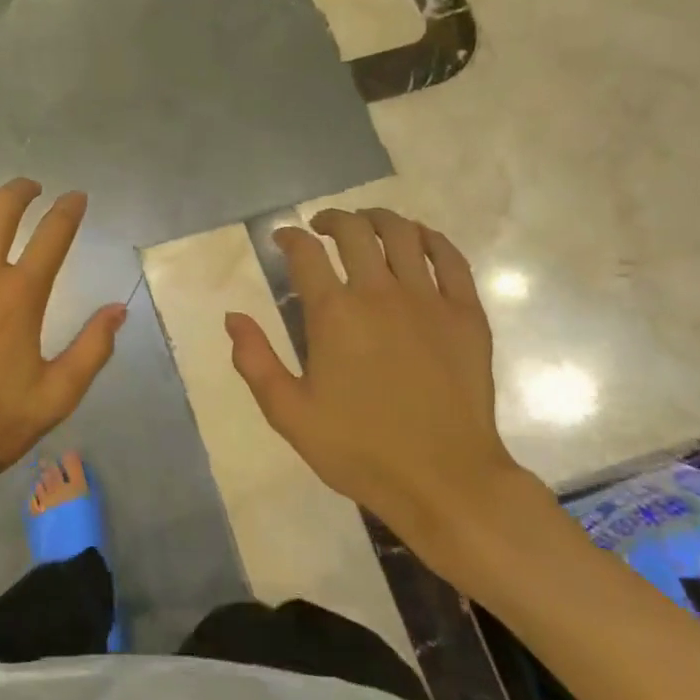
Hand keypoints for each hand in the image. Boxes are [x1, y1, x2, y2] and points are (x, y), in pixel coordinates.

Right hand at [226, 209, 528, 559]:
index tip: (282, 240)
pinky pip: (451, 259)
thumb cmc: (359, 449)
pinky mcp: (466, 315)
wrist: (445, 480)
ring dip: (378, 219)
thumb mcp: (289, 413)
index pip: (305, 253)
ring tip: (366, 224)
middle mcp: (379, 293)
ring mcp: (428, 300)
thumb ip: (255, 360)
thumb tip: (233, 317)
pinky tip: (420, 239)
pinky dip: (432, 239)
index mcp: (334, 314)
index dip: (288, 237)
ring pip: (403, 234)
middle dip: (331, 219)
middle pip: (353, 231)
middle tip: (321, 228)